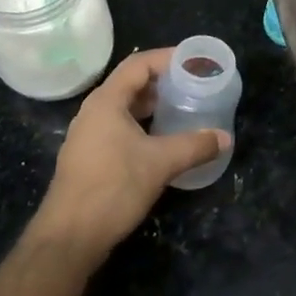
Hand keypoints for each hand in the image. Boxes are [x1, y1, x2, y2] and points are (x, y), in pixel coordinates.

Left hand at [29, 48, 228, 261]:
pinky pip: (120, 128)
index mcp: (106, 102)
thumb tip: (225, 137)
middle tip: (193, 84)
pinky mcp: (90, 157)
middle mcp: (94, 112)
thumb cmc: (113, 188)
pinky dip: (143, 125)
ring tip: (183, 108)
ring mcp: (89, 136)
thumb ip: (195, 146)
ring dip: (153, 105)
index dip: (167, 58)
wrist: (70, 238)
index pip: (139, 64)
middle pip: (131, 84)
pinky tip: (163, 140)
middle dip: (163, 81)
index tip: (194, 61)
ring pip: (125, 108)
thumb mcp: (161, 163)